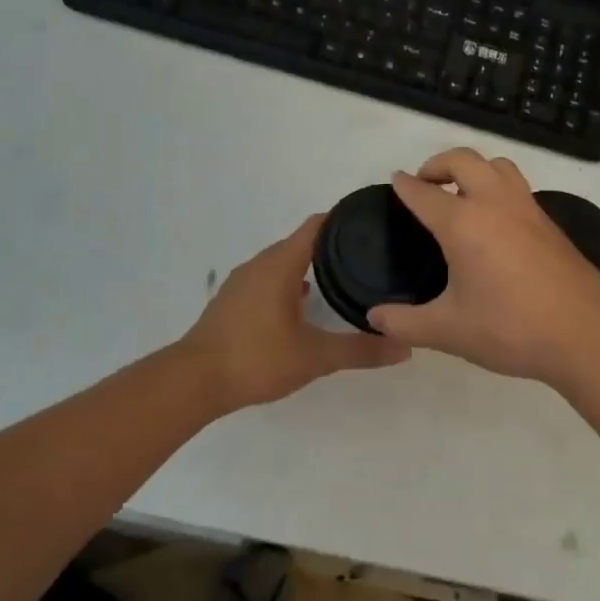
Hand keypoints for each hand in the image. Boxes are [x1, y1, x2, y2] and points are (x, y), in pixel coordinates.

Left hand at [182, 215, 408, 410]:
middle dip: (333, 244)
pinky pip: (269, 279)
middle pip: (301, 241)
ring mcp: (243, 282)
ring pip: (283, 262)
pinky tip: (304, 304)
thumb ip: (360, 351)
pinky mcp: (233, 301)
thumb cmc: (256, 358)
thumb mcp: (315, 357)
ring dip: (309, 265)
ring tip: (342, 277)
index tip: (373, 221)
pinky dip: (290, 282)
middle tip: (368, 254)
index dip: (345, 219)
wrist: (194, 381)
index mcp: (281, 264)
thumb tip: (405, 348)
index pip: (318, 225)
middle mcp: (261, 264)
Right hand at [368, 148, 599, 386]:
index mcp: (464, 224)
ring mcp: (528, 209)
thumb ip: (405, 323)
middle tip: (425, 185)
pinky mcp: (550, 223)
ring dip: (473, 169)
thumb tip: (374, 317)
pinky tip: (494, 223)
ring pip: (497, 166)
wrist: (587, 335)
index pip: (424, 193)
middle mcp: (495, 204)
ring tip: (460, 196)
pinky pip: (517, 187)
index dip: (404, 186)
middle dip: (438, 164)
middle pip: (463, 160)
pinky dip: (498, 187)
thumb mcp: (449, 331)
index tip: (394, 181)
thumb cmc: (511, 329)